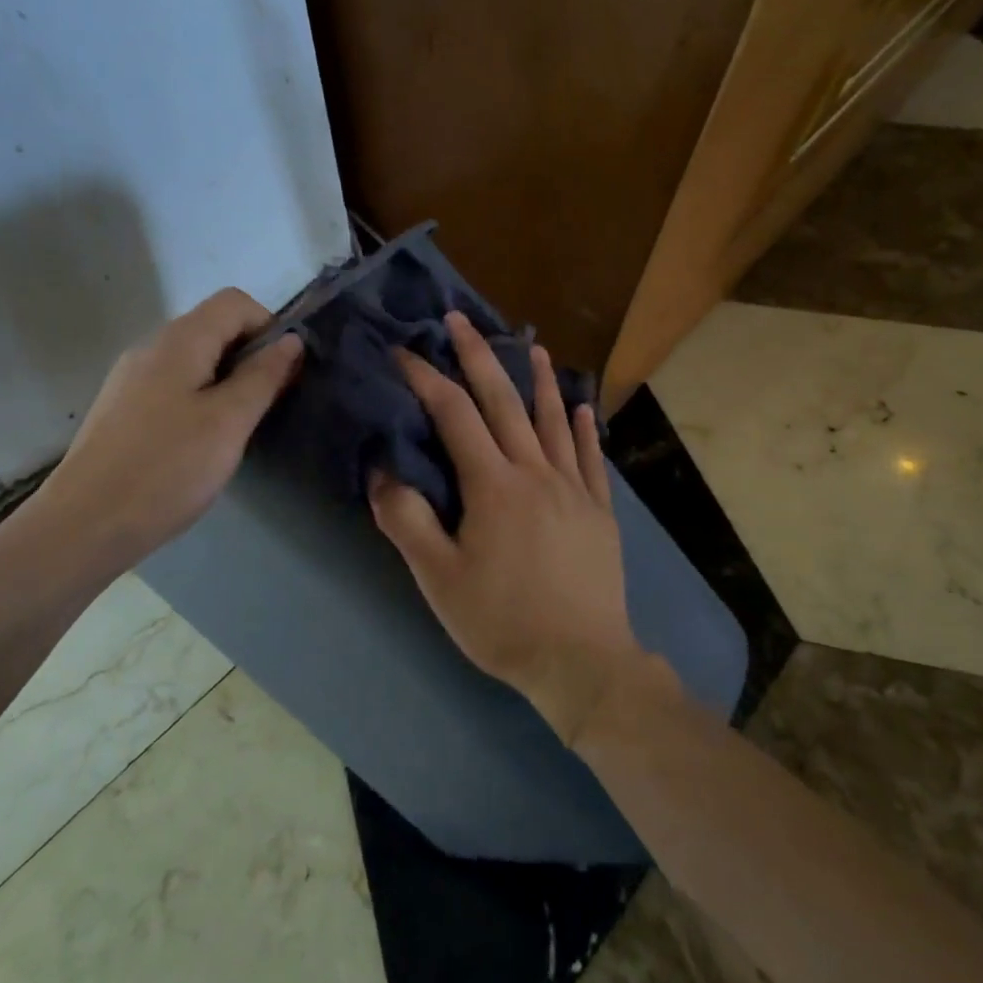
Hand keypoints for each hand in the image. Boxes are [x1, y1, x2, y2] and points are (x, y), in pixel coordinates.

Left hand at [29, 288, 301, 574]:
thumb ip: (263, 376)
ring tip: (237, 428)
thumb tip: (291, 340)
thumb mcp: (229, 422)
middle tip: (267, 405)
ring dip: (227, 380)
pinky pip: (173, 385)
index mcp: (179, 340)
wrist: (83, 526)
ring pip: (195, 359)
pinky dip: (200, 398)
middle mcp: (151, 346)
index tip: (284, 373)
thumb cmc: (166, 469)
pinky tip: (201, 442)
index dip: (269, 327)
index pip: (235, 302)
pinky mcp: (123, 407)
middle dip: (251, 356)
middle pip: (214, 327)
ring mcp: (132, 377)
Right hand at [368, 312, 652, 743]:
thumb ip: (406, 521)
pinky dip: (585, 428)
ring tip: (534, 347)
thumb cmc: (502, 621)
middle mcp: (534, 472)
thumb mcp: (438, 579)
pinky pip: (592, 458)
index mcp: (492, 485)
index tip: (404, 352)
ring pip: (554, 420)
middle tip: (461, 320)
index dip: (426, 379)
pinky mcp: (599, 510)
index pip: (454, 415)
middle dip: (479, 357)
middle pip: (504, 402)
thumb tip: (383, 470)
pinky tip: (583, 407)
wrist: (581, 661)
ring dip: (540, 380)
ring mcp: (573, 488)